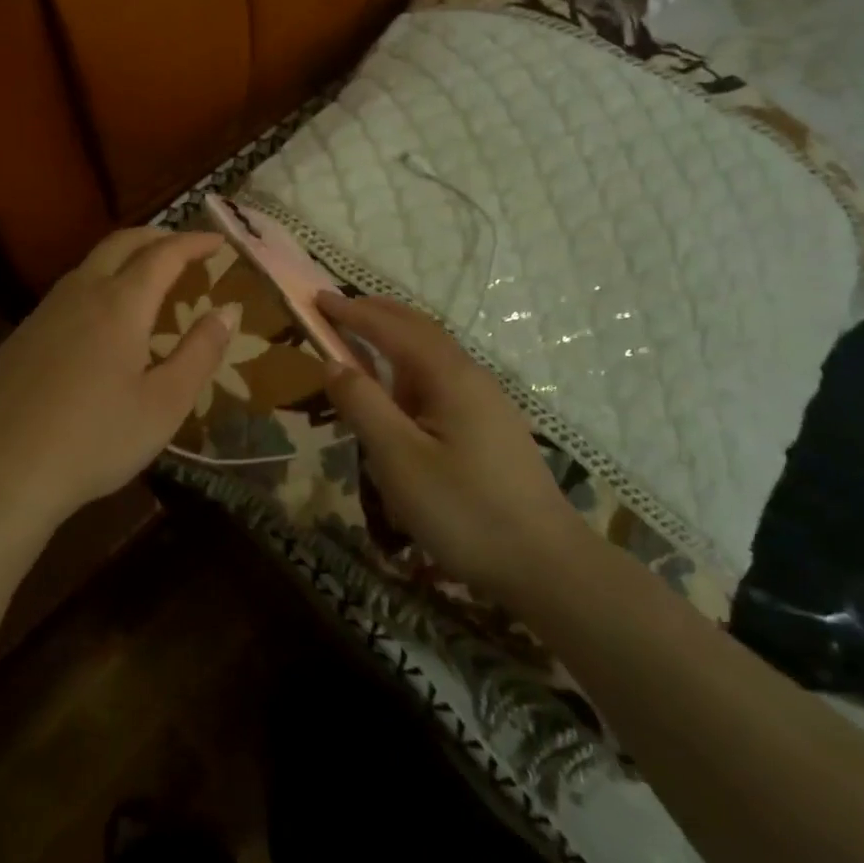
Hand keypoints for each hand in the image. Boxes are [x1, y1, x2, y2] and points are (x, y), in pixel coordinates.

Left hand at [0, 229, 233, 543]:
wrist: (5, 472)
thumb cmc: (97, 440)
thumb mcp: (165, 403)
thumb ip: (200, 351)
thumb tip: (227, 311)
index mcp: (120, 305)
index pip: (163, 254)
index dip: (193, 242)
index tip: (218, 240)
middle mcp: (80, 294)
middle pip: (120, 243)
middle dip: (157, 236)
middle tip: (184, 246)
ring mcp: (44, 313)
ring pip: (88, 264)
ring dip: (123, 257)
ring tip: (146, 277)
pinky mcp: (21, 336)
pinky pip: (67, 292)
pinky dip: (96, 283)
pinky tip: (99, 319)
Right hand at [319, 293, 581, 598]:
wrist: (546, 564)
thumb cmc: (465, 511)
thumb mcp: (400, 460)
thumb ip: (364, 405)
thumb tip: (333, 363)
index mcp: (449, 376)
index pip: (392, 328)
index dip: (352, 311)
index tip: (317, 298)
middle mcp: (470, 376)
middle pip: (419, 329)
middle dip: (376, 313)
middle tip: (336, 308)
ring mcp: (485, 401)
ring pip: (433, 354)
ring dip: (395, 338)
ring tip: (360, 341)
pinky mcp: (490, 425)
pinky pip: (441, 379)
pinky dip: (409, 367)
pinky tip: (400, 392)